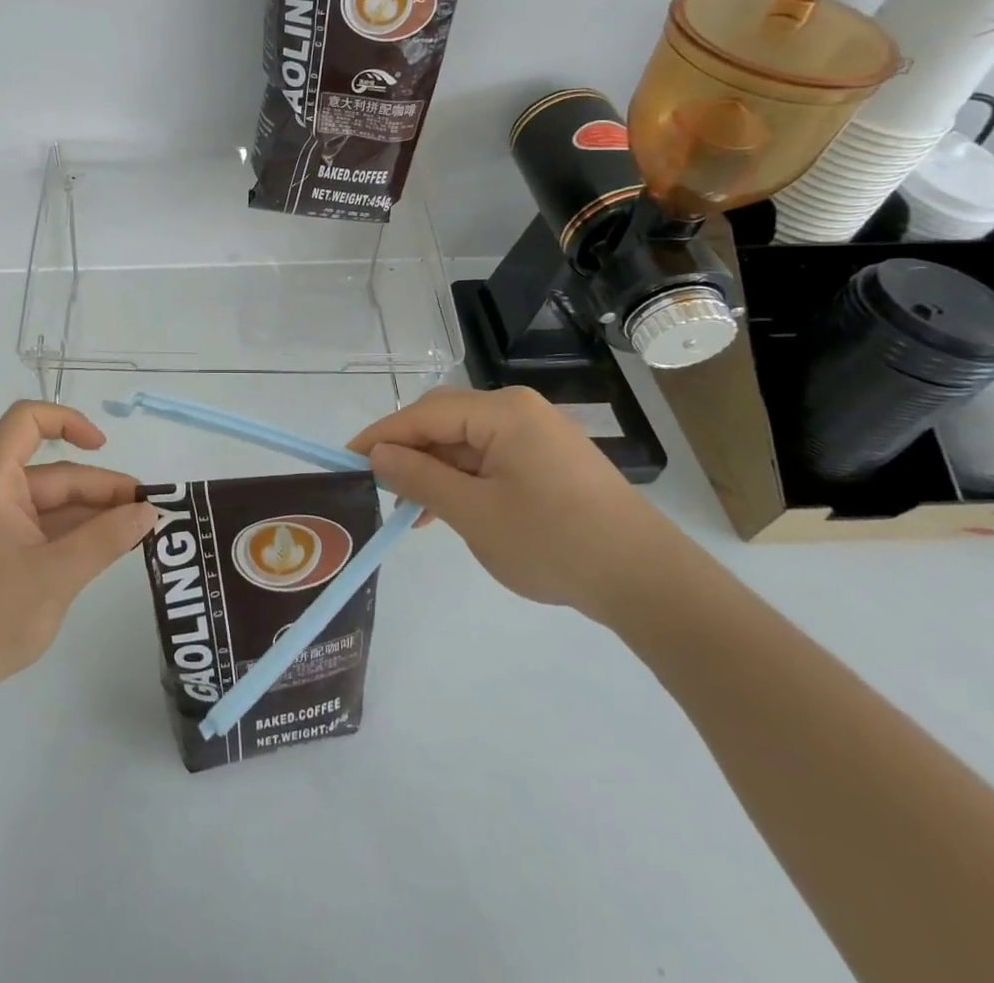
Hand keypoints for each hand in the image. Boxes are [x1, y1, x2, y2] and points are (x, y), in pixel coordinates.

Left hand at [0, 402, 157, 706]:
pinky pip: (46, 531)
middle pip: (55, 472)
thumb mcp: (57, 574)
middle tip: (149, 510)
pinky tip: (110, 548)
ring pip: (54, 505)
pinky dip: (78, 536)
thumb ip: (107, 539)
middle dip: (101, 488)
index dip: (68, 421)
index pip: (27, 421)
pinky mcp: (1, 556)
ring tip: (140, 530)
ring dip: (95, 514)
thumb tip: (149, 511)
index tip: (104, 447)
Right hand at [348, 386, 688, 622]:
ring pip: (465, 443)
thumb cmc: (555, 542)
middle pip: (444, 421)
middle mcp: (519, 411)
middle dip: (408, 453)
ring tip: (411, 511)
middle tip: (377, 488)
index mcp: (503, 412)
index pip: (424, 413)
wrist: (648, 582)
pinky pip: (490, 459)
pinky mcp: (549, 461)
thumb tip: (377, 456)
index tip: (345, 459)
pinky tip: (449, 511)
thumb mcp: (474, 514)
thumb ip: (420, 479)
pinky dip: (463, 481)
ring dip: (435, 471)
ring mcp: (538, 435)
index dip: (381, 436)